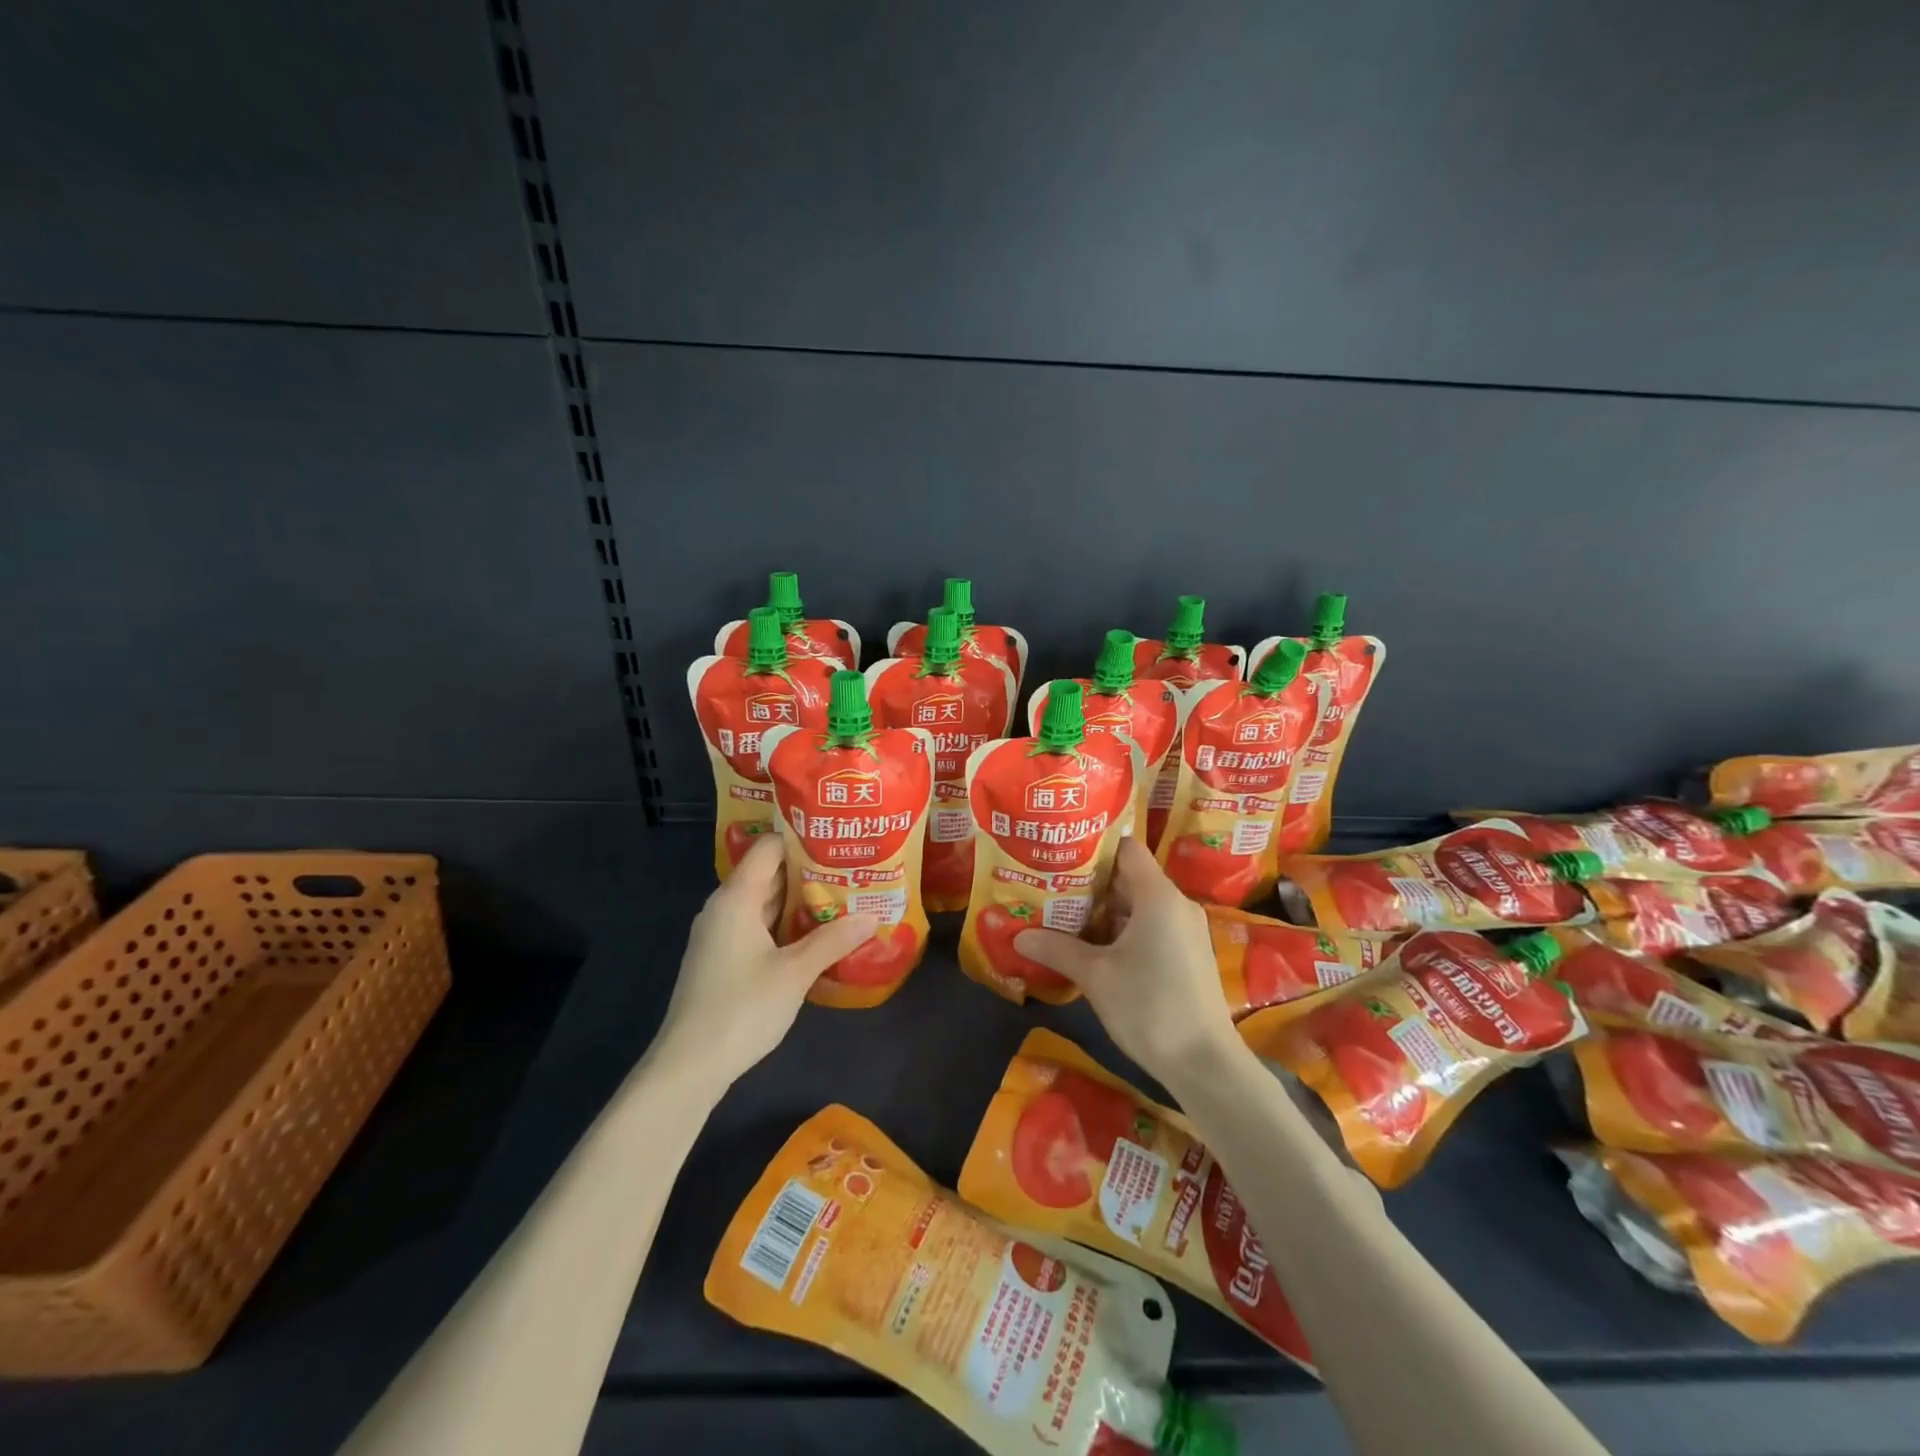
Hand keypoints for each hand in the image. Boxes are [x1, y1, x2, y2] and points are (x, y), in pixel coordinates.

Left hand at [648, 834, 878, 1090]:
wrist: (689, 1066)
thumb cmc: (741, 1008)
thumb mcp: (795, 972)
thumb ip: (834, 940)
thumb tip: (873, 915)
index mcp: (736, 898)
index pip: (769, 848)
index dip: (802, 838)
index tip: (838, 836)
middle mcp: (724, 908)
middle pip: (768, 874)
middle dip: (809, 870)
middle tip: (851, 866)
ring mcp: (721, 935)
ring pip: (765, 903)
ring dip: (800, 900)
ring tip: (844, 895)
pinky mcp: (722, 959)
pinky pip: (758, 926)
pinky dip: (786, 925)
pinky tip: (817, 934)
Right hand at [1013, 838, 1239, 1085]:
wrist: (1205, 1064)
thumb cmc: (1149, 1008)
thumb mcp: (1096, 977)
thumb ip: (1057, 949)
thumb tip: (1018, 937)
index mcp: (1158, 896)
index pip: (1126, 848)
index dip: (1093, 847)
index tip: (1060, 853)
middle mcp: (1176, 904)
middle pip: (1129, 876)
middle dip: (1089, 882)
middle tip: (1050, 885)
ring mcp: (1185, 930)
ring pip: (1138, 904)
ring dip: (1103, 910)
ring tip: (1062, 915)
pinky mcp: (1187, 953)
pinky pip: (1150, 926)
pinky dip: (1122, 929)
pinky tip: (1091, 946)